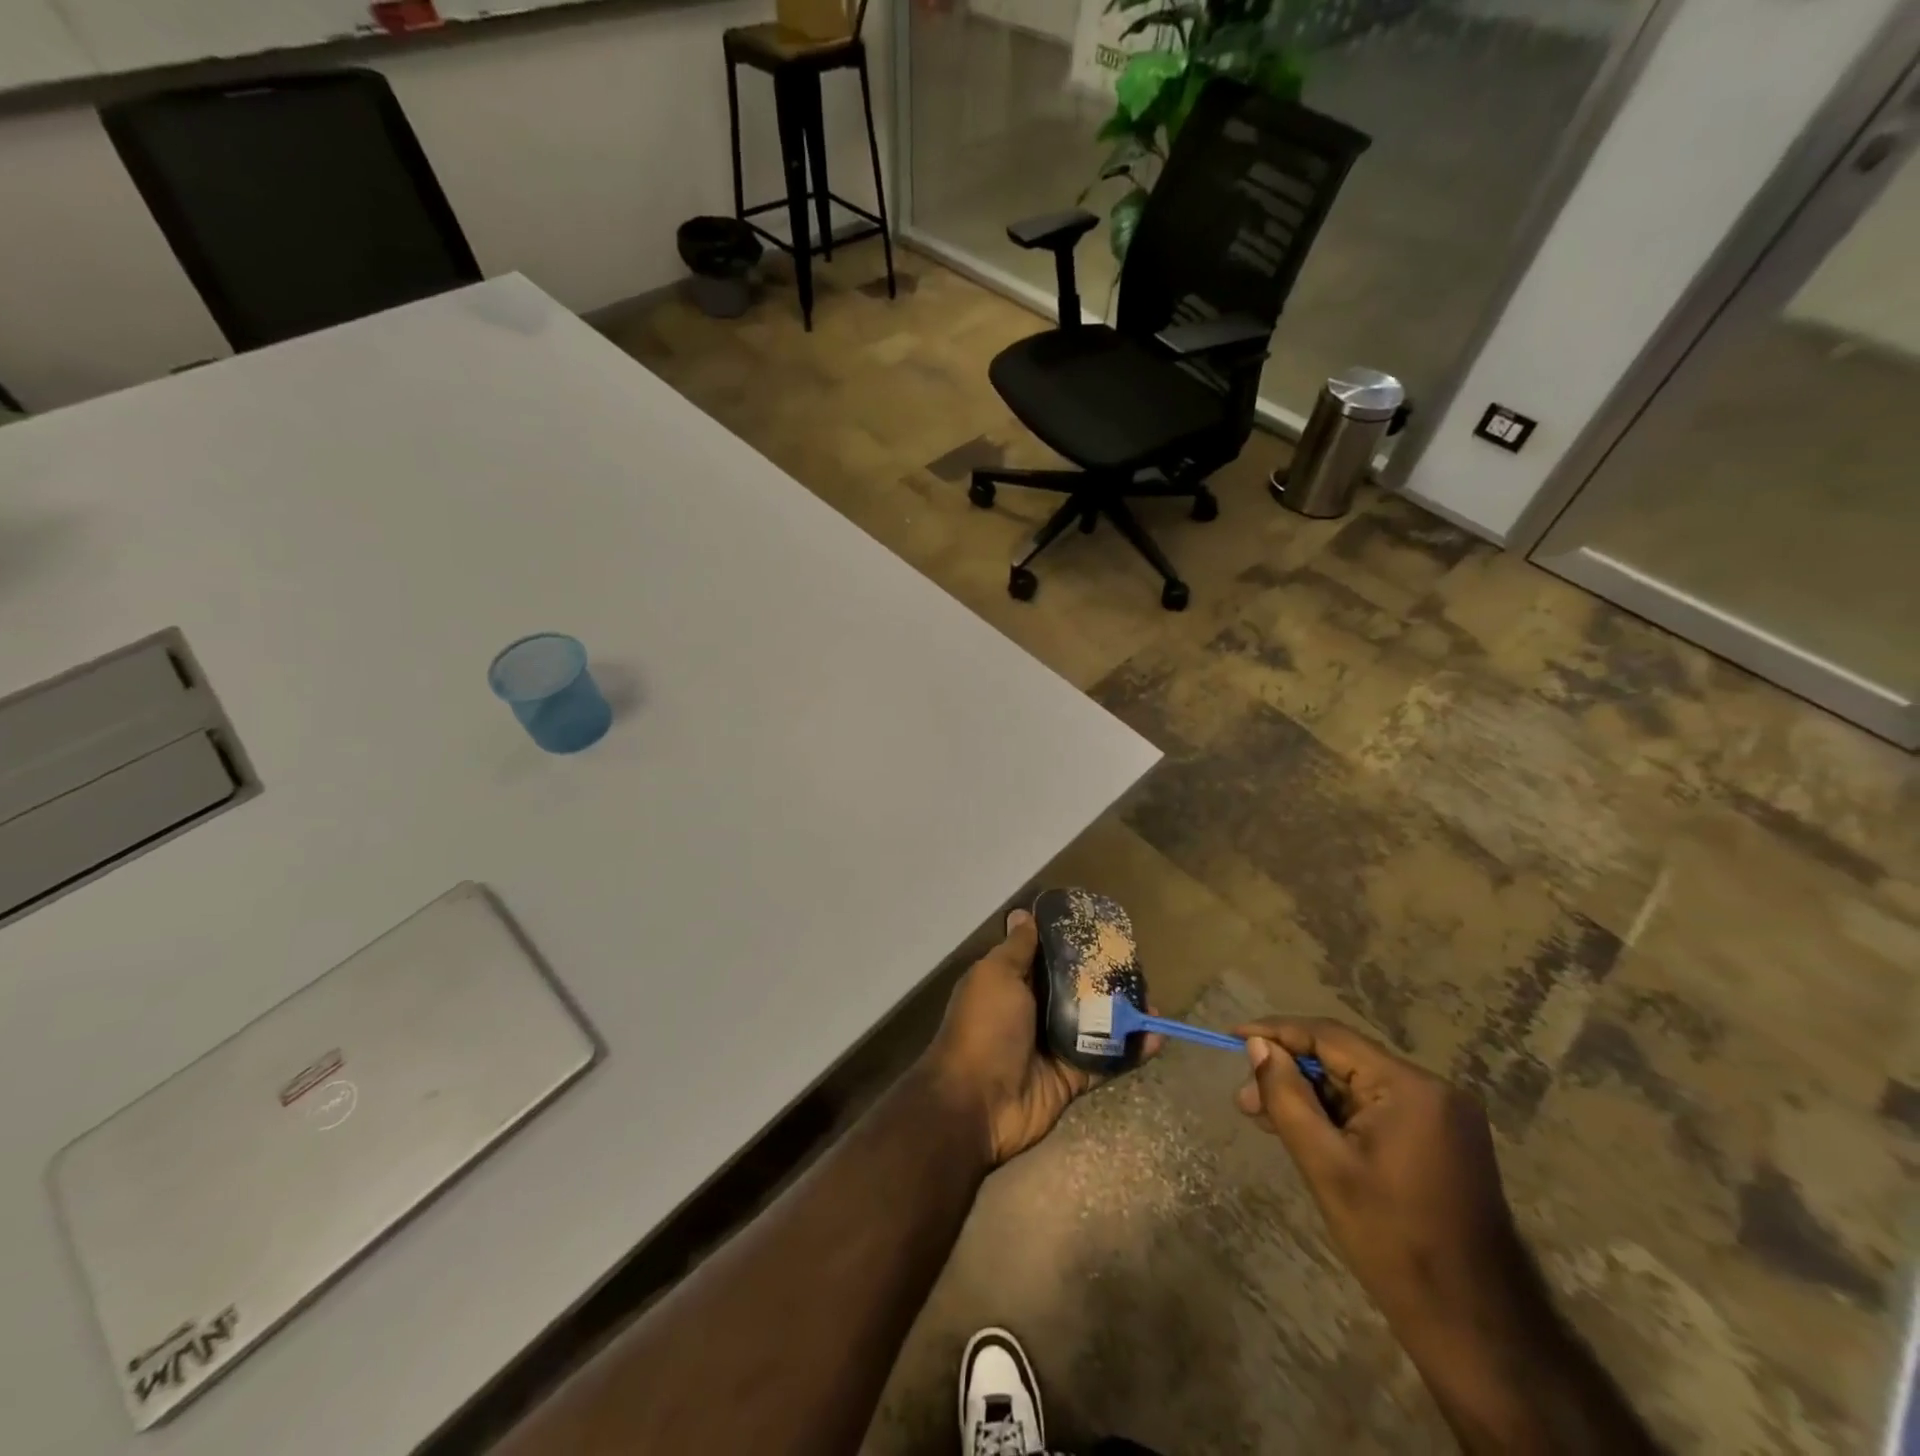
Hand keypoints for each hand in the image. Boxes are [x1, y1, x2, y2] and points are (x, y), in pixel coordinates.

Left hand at [924, 909, 1150, 1166]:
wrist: (977, 1103)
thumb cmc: (984, 1027)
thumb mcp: (996, 976)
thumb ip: (1017, 949)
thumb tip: (1022, 913)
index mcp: (1012, 983)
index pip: (1047, 957)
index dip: (1071, 943)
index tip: (1103, 930)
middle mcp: (1034, 1010)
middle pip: (1076, 989)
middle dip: (1105, 979)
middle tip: (1139, 966)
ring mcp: (1054, 1045)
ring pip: (1096, 1024)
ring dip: (1124, 1014)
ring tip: (1154, 1000)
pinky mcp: (1072, 1076)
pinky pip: (1106, 1060)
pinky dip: (1131, 1050)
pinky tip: (1156, 1037)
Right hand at [1232, 1017, 1539, 1351]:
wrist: (1474, 1328)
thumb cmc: (1392, 1241)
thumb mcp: (1325, 1165)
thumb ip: (1287, 1096)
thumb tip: (1257, 1045)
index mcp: (1410, 1087)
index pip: (1329, 1037)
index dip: (1276, 1032)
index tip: (1231, 1036)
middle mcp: (1433, 1089)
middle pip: (1344, 1060)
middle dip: (1290, 1073)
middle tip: (1246, 1100)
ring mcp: (1443, 1116)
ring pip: (1357, 1085)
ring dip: (1311, 1097)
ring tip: (1265, 1118)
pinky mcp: (1443, 1141)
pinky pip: (1377, 1108)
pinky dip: (1338, 1115)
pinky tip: (1307, 1133)